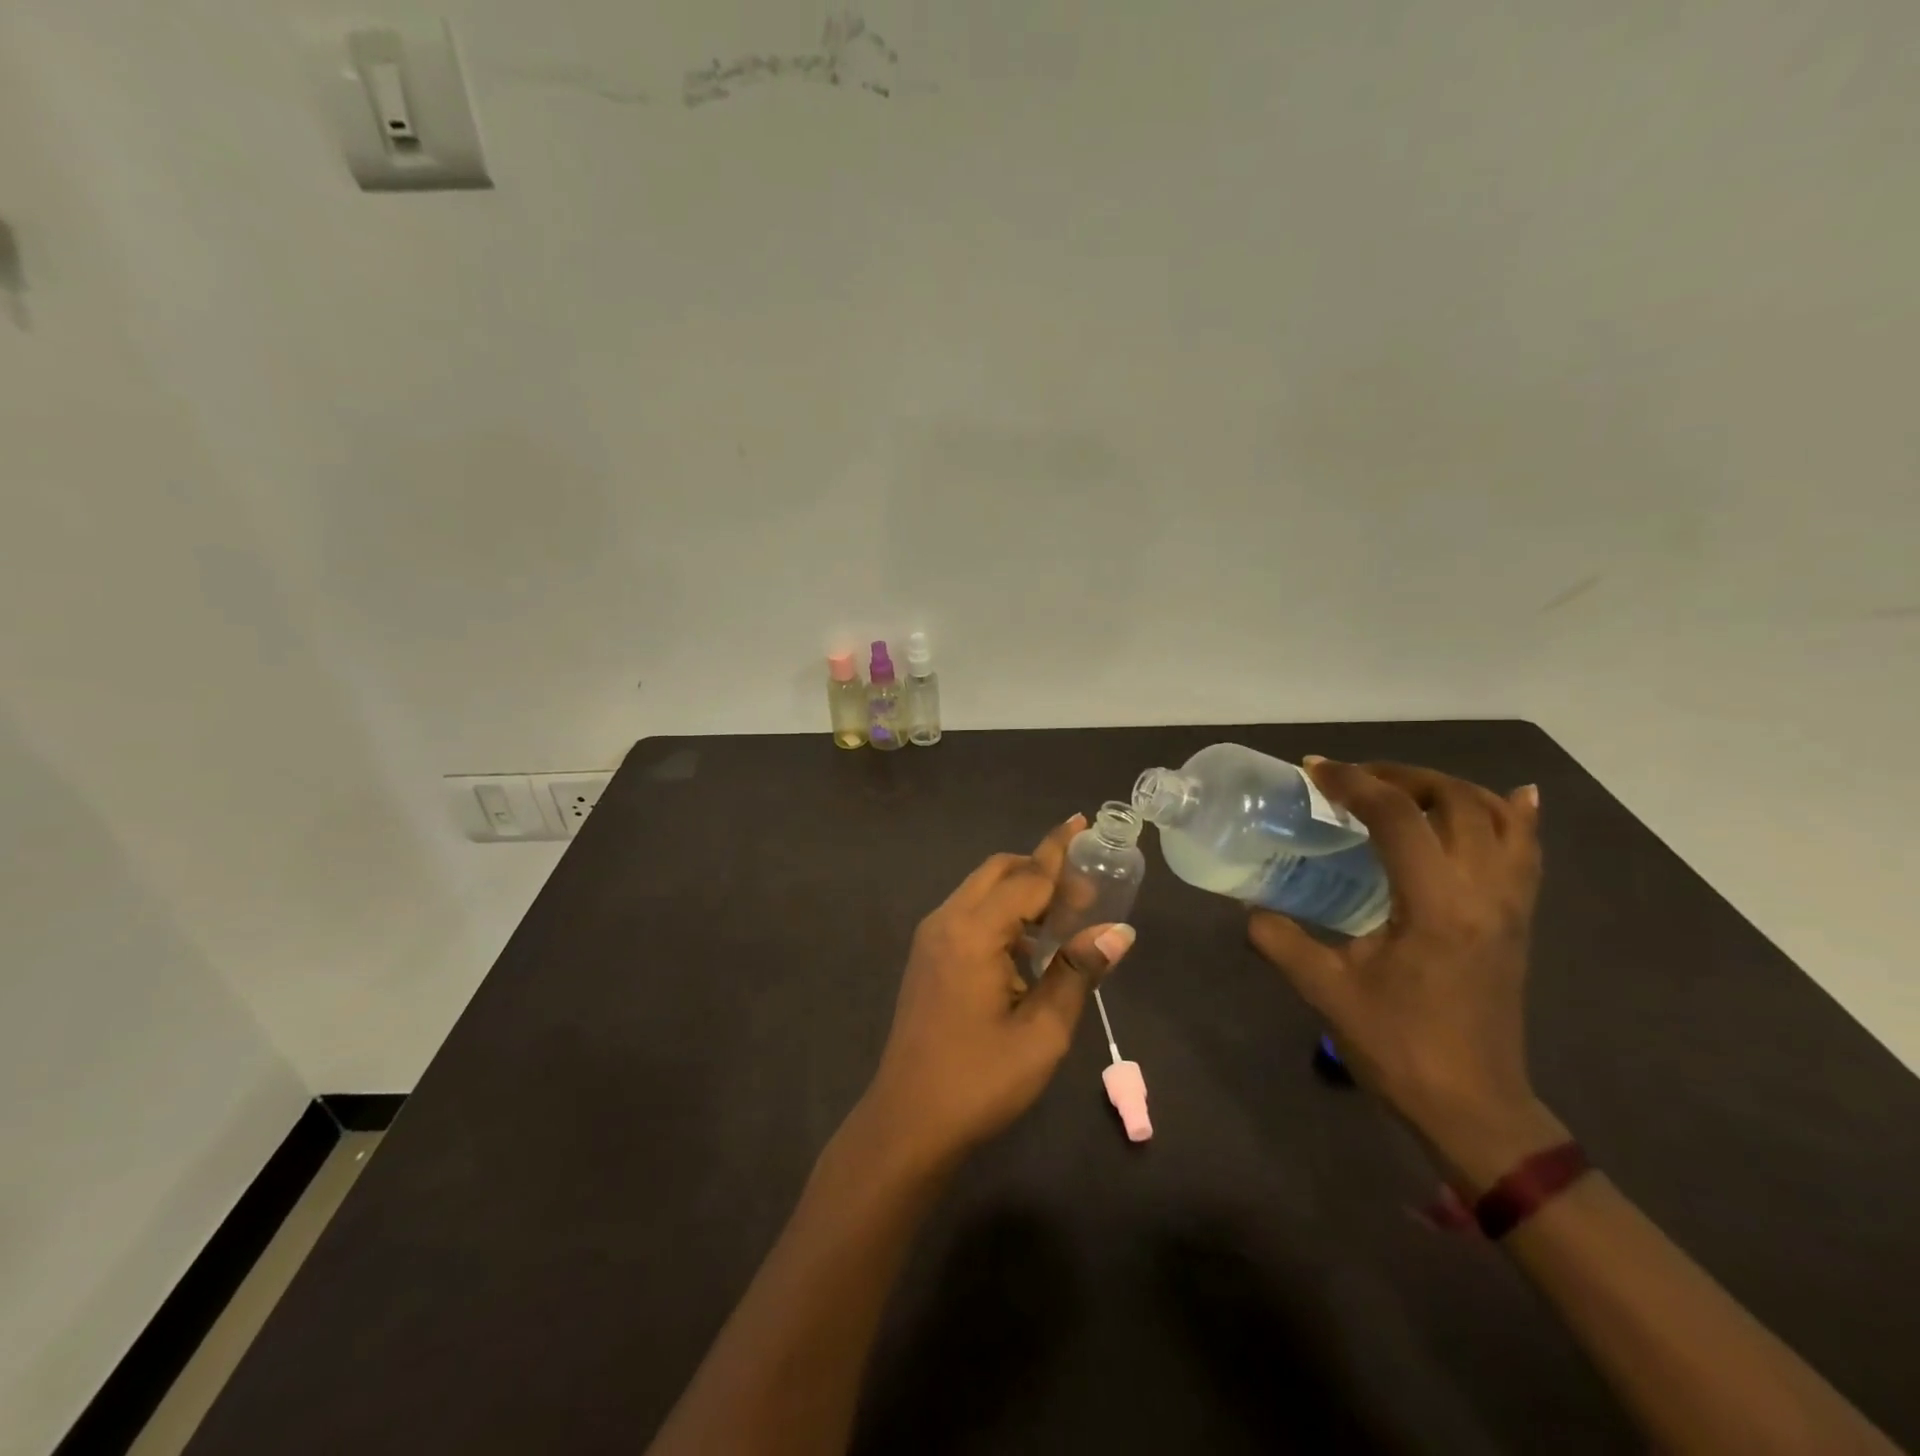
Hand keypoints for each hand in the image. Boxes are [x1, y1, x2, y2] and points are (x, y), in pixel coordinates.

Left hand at [857, 814, 1136, 1167]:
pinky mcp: (927, 956)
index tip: (1083, 823)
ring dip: (1020, 892)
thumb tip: (1119, 931)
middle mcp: (946, 921)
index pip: (1026, 877)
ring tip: (1064, 920)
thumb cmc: (980, 1080)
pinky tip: (1028, 948)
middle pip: (998, 871)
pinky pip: (969, 914)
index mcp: (973, 932)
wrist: (908, 1120)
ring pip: (981, 890)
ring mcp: (931, 938)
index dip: (1059, 852)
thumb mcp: (1042, 1031)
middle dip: (1040, 869)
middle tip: (1085, 892)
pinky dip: (1001, 913)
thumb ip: (1077, 972)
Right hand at [1248, 760, 1564, 1186]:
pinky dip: (1514, 815)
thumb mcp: (1326, 991)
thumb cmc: (1399, 1048)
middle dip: (1400, 776)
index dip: (1353, 783)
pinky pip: (1528, 850)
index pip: (1398, 817)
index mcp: (1436, 905)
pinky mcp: (1520, 920)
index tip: (1314, 770)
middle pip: (1455, 801)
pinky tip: (1508, 798)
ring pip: (1498, 817)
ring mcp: (1511, 905)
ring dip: (1448, 789)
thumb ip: (1281, 940)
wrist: (1474, 1109)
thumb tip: (1251, 909)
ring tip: (1403, 788)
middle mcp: (1484, 892)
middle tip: (1352, 780)